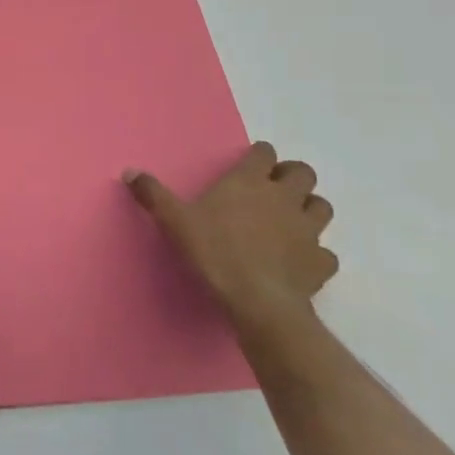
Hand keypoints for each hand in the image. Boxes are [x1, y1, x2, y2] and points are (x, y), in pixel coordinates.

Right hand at [125, 141, 336, 337]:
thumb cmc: (214, 251)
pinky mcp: (320, 262)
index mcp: (249, 182)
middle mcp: (283, 198)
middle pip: (303, 173)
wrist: (257, 301)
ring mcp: (307, 230)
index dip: (259, 155)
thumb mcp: (174, 220)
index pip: (264, 153)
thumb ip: (152, 194)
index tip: (250, 162)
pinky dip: (316, 252)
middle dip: (292, 176)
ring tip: (291, 219)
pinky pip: (325, 252)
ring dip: (309, 208)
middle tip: (273, 188)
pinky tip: (300, 260)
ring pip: (322, 207)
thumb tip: (129, 171)